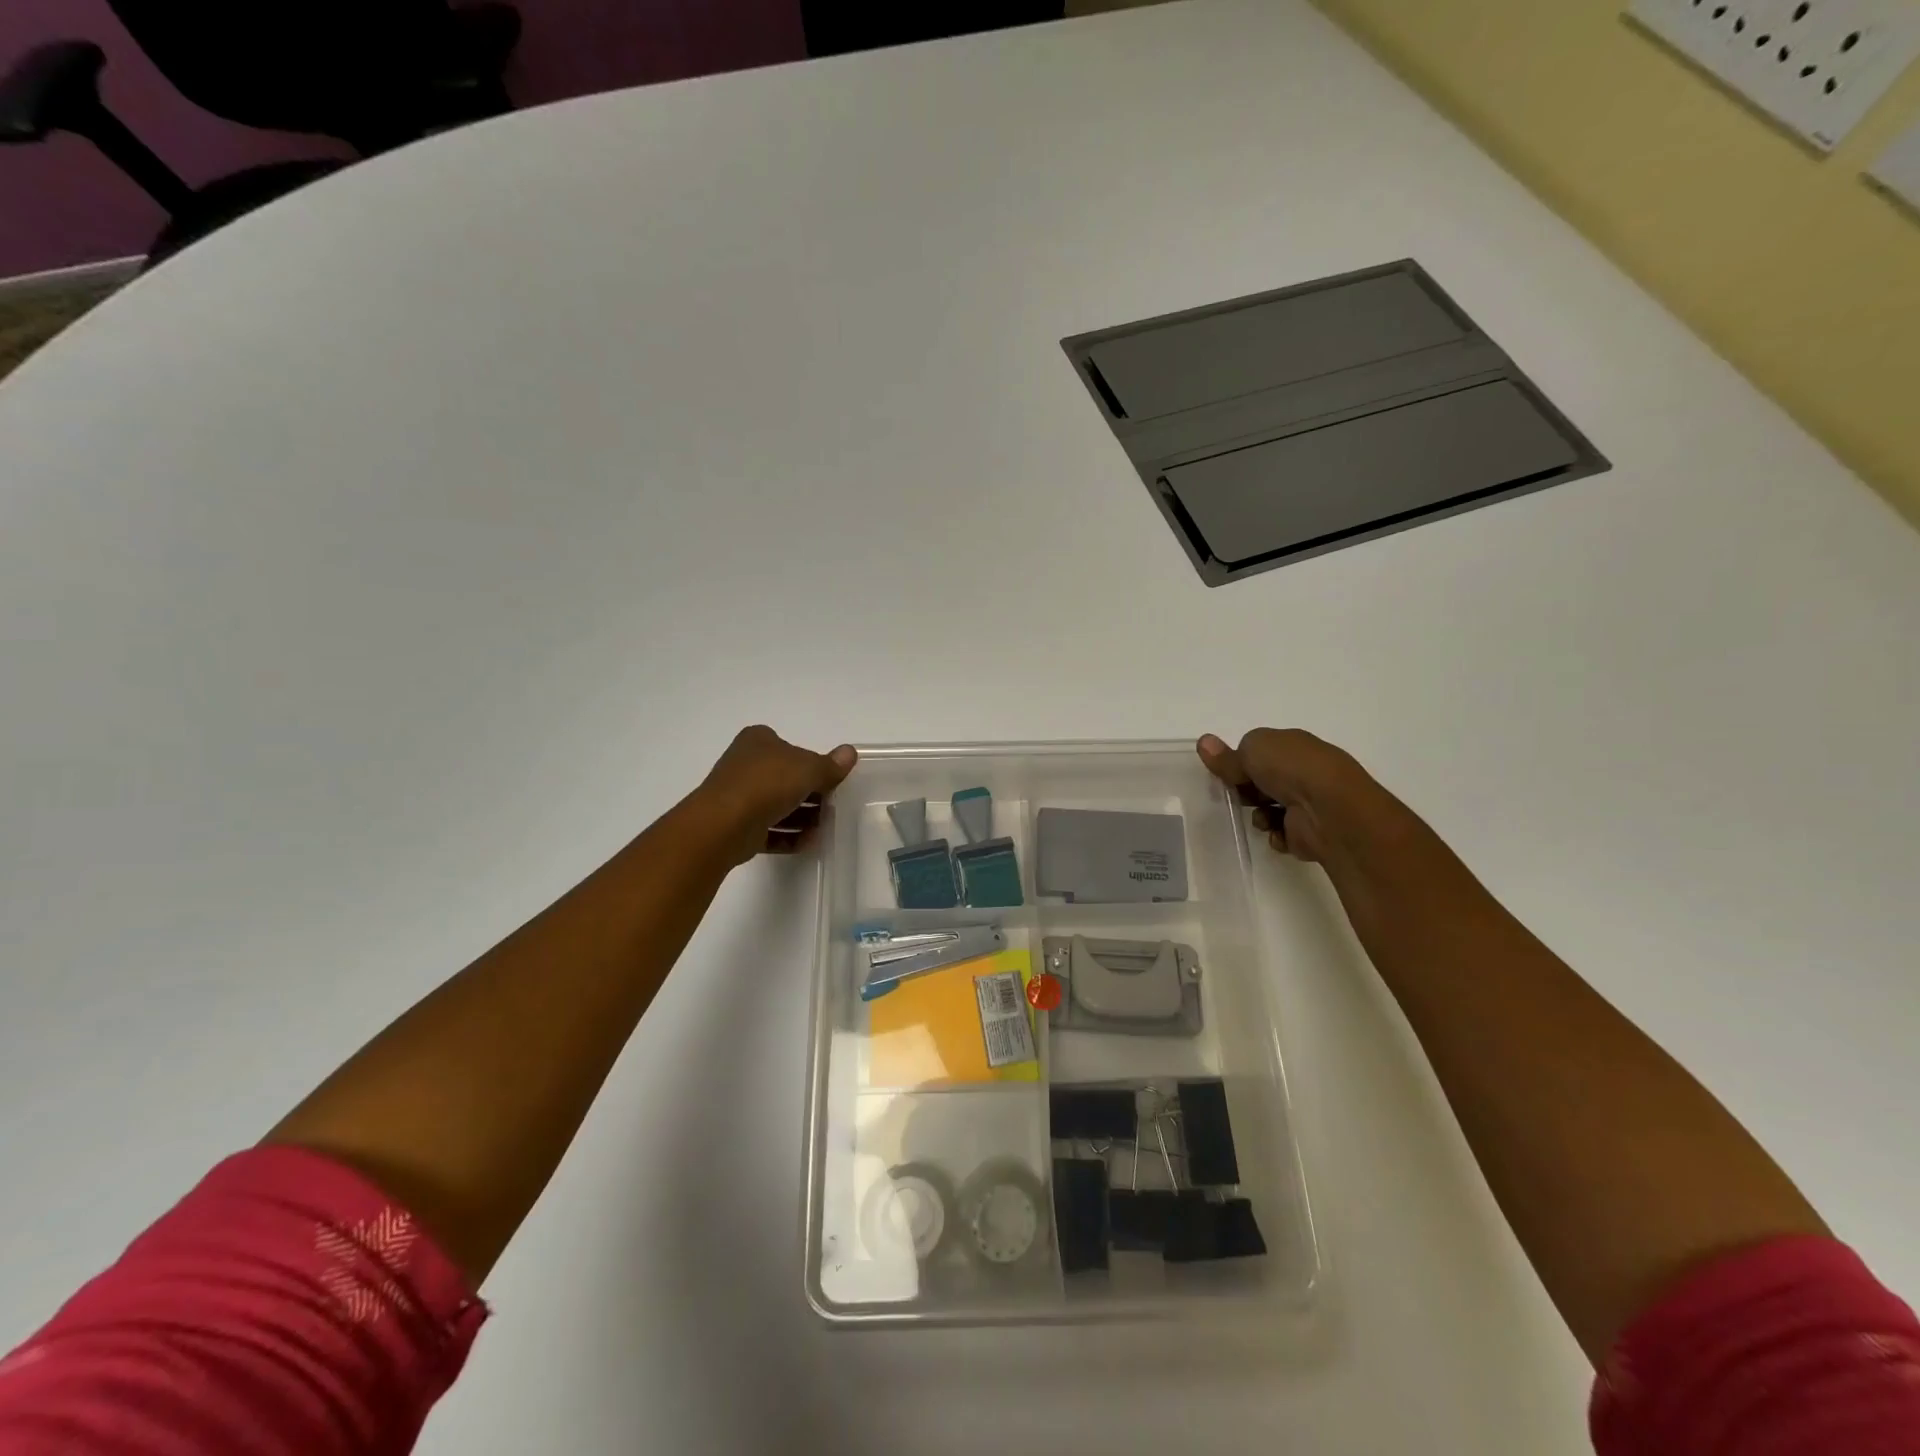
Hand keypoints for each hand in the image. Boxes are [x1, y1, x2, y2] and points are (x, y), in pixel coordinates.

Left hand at [695, 725, 857, 864]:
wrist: (723, 825)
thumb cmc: (767, 784)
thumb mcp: (808, 769)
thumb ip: (830, 765)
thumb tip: (850, 753)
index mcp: (759, 741)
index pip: (792, 749)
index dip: (813, 765)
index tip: (832, 782)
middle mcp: (746, 764)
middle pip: (786, 778)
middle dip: (811, 795)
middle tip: (832, 807)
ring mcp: (739, 796)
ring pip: (778, 805)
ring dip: (803, 818)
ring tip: (823, 829)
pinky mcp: (737, 825)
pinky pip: (768, 829)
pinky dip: (788, 836)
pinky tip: (808, 842)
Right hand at [1195, 729, 1372, 863]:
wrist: (1329, 810)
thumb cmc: (1292, 769)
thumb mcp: (1252, 750)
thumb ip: (1228, 754)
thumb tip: (1204, 742)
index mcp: (1294, 746)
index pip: (1262, 752)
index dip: (1241, 762)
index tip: (1226, 772)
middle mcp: (1305, 772)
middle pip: (1265, 782)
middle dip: (1248, 790)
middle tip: (1238, 795)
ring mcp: (1310, 803)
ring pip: (1271, 809)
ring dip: (1260, 815)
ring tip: (1262, 817)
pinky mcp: (1310, 832)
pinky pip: (1282, 834)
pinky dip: (1275, 835)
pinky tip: (1277, 832)